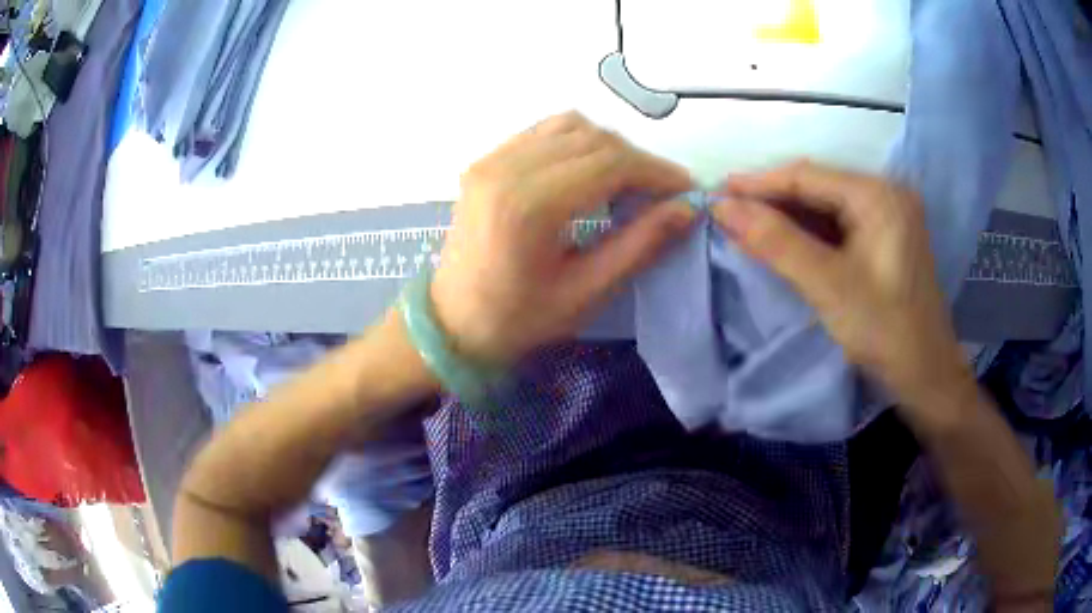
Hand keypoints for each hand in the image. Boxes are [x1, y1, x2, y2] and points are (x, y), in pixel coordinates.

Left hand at [431, 112, 694, 362]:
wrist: (450, 321)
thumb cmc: (517, 319)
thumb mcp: (585, 292)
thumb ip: (639, 245)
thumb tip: (687, 209)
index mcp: (529, 205)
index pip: (610, 163)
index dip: (657, 171)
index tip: (687, 189)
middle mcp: (506, 167)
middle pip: (593, 138)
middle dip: (638, 160)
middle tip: (662, 192)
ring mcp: (491, 158)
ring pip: (570, 126)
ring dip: (610, 147)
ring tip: (629, 182)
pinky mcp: (486, 160)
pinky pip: (544, 132)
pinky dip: (579, 143)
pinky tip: (590, 173)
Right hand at [711, 161, 970, 403]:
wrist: (927, 378)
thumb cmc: (885, 332)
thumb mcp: (828, 286)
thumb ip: (776, 242)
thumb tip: (722, 207)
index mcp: (878, 195)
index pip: (807, 175)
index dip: (758, 183)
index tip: (715, 193)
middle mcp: (885, 194)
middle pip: (817, 186)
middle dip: (771, 199)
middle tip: (726, 212)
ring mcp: (888, 216)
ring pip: (825, 206)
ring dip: (787, 217)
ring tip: (745, 226)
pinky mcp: (885, 239)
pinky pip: (838, 225)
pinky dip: (808, 233)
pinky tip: (783, 242)